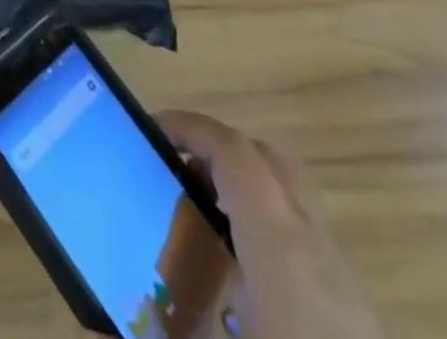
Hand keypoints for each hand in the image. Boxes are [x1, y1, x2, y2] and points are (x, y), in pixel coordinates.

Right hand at [156, 112, 382, 338]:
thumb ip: (153, 331)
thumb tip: (87, 329)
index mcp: (282, 252)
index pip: (235, 151)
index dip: (190, 127)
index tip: (149, 130)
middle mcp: (319, 253)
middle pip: (270, 159)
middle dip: (217, 148)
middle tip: (173, 167)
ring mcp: (348, 285)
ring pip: (294, 197)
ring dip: (244, 186)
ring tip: (199, 219)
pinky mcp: (360, 316)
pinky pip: (309, 240)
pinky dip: (268, 229)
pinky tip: (241, 280)